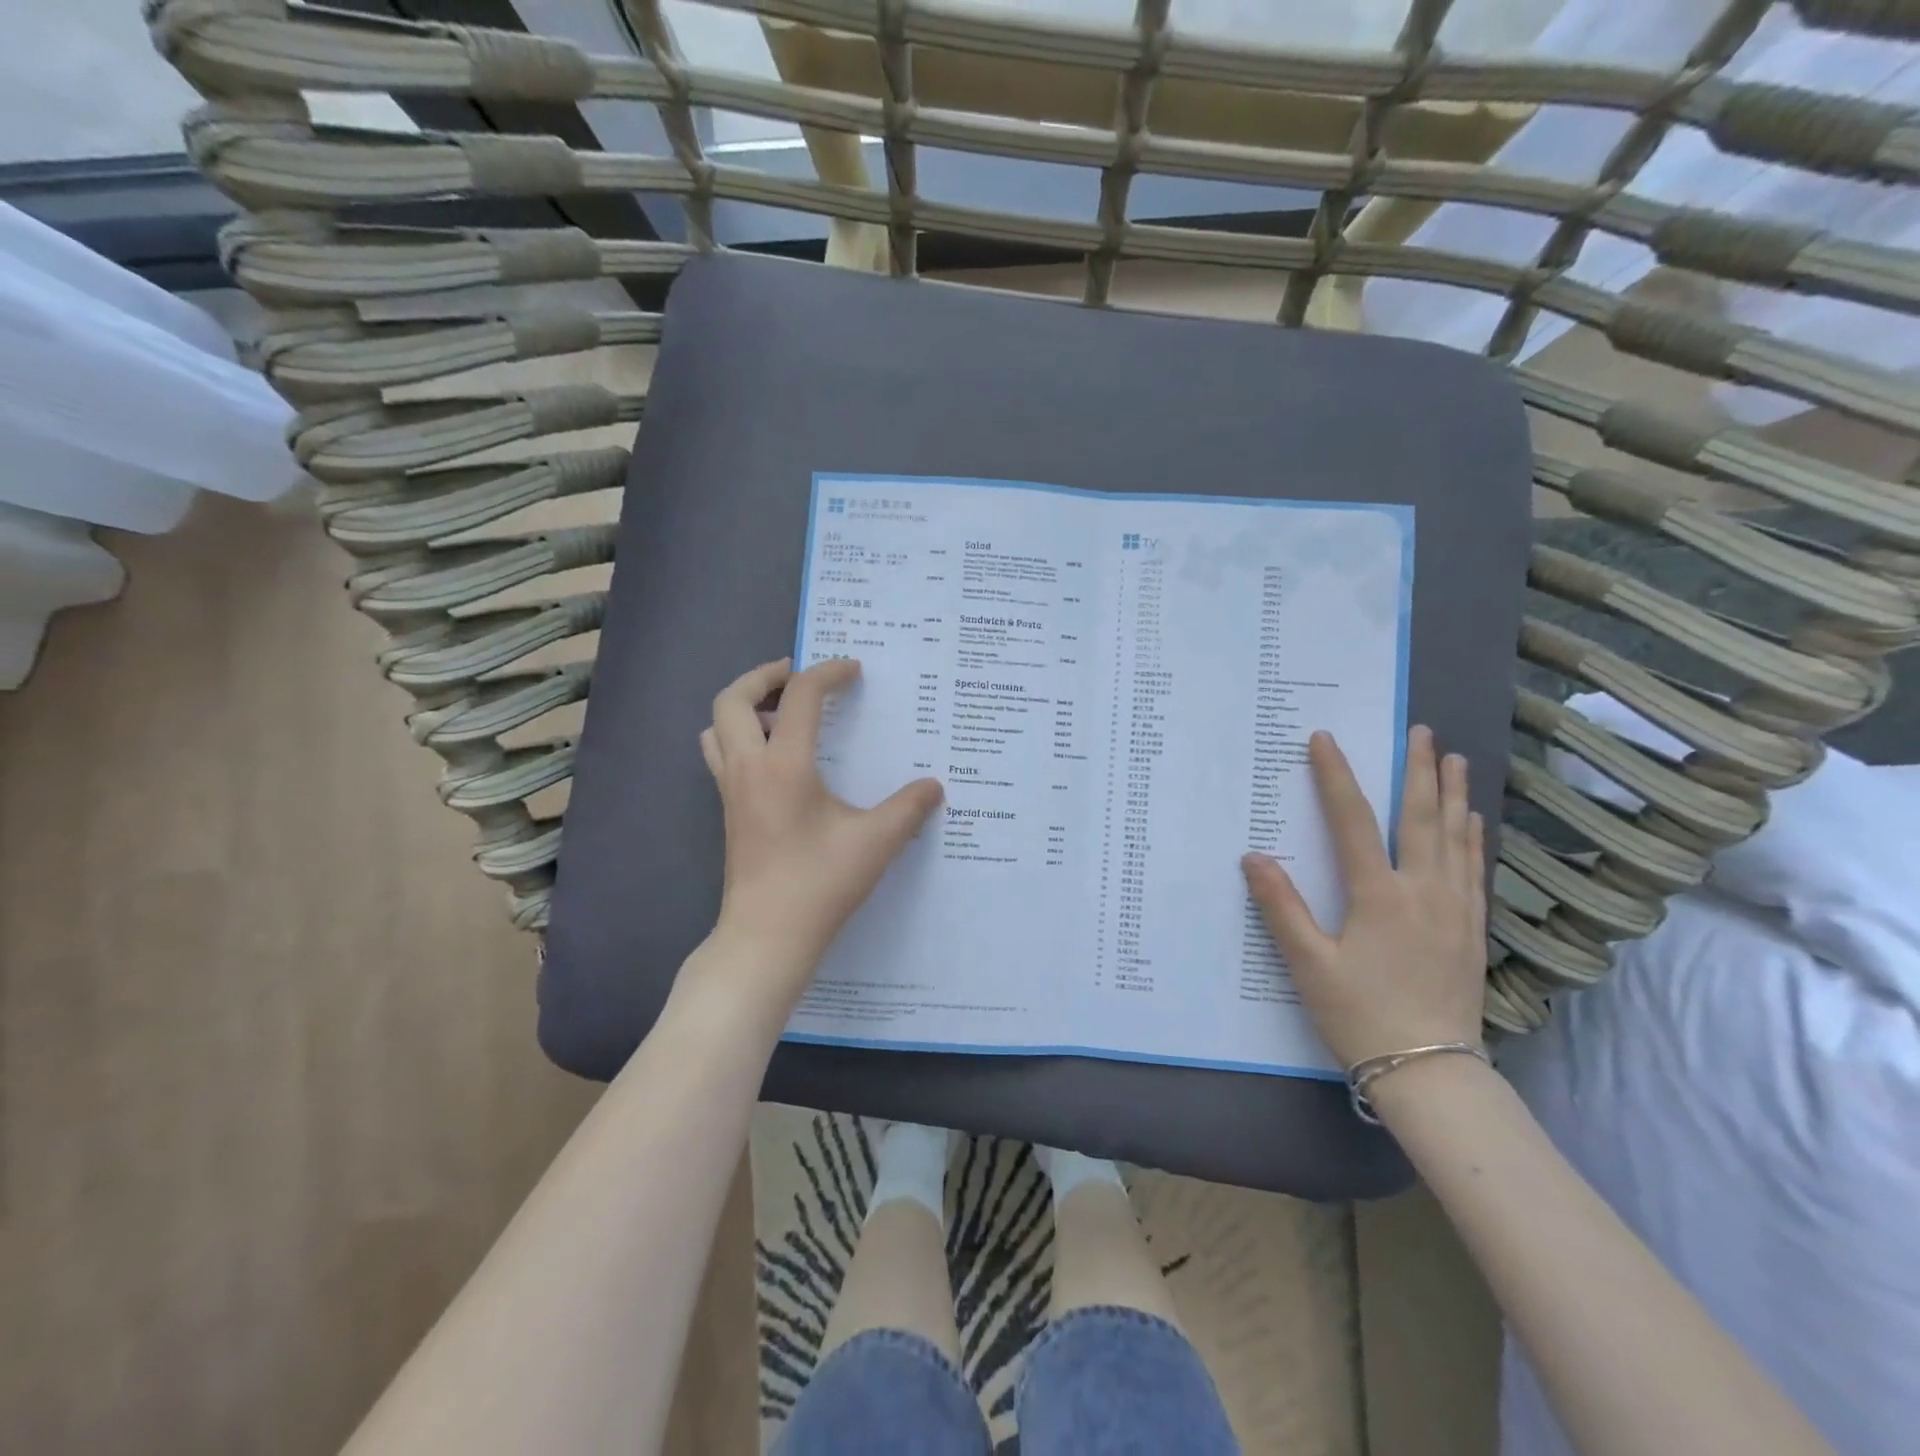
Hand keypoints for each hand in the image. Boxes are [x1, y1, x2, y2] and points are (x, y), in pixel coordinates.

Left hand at [698, 657, 943, 1001]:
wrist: (766, 938)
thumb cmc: (819, 885)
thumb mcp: (876, 843)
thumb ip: (909, 808)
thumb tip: (934, 786)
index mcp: (783, 765)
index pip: (800, 695)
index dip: (828, 673)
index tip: (854, 670)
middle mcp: (748, 768)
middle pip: (731, 698)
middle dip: (764, 675)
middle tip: (799, 675)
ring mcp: (731, 790)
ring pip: (717, 726)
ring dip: (744, 706)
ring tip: (782, 713)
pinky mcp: (729, 811)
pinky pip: (721, 754)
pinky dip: (740, 736)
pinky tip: (779, 760)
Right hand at [1242, 726, 1486, 1067]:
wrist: (1431, 1073)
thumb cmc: (1361, 1015)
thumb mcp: (1309, 964)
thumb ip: (1281, 907)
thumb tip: (1254, 857)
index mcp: (1379, 896)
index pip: (1352, 821)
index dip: (1336, 777)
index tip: (1324, 739)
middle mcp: (1423, 892)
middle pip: (1421, 818)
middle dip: (1418, 771)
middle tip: (1421, 731)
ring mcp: (1455, 910)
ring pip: (1456, 838)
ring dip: (1452, 794)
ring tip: (1452, 759)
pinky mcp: (1472, 930)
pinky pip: (1473, 868)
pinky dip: (1472, 836)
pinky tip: (1472, 822)